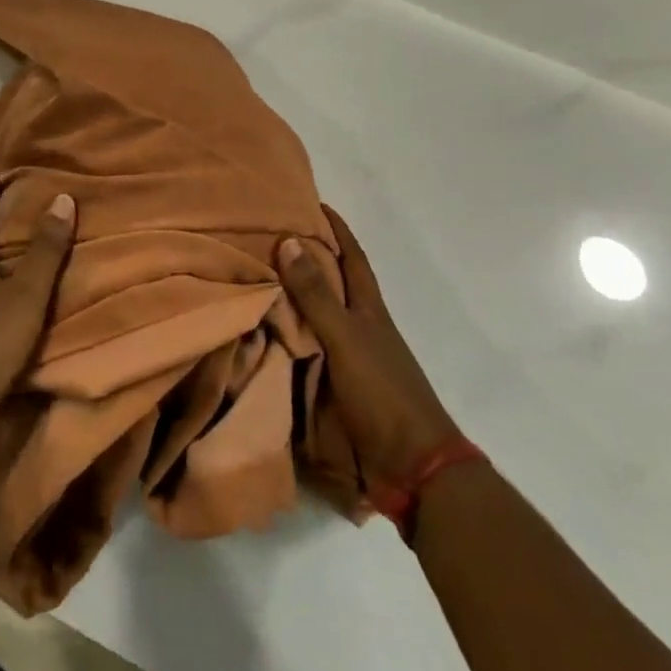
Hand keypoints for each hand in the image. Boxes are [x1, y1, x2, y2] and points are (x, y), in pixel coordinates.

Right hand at [279, 205, 461, 487]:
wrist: (413, 467)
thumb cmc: (383, 392)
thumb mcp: (346, 338)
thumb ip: (317, 295)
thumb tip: (290, 240)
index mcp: (369, 310)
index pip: (352, 257)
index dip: (336, 229)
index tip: (313, 203)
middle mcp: (361, 327)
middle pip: (334, 284)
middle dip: (308, 259)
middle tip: (270, 237)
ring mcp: (351, 359)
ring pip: (318, 317)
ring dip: (294, 299)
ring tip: (257, 281)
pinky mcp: (339, 387)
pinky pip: (308, 350)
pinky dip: (290, 337)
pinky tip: (266, 335)